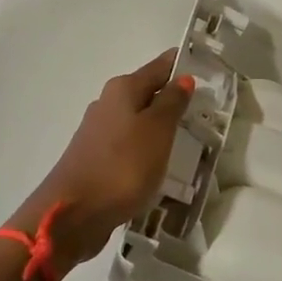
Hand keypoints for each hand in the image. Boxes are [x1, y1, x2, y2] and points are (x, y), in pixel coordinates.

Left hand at [8, 50, 194, 271]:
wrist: (73, 214)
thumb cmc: (122, 166)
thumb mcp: (157, 131)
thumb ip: (172, 102)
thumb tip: (182, 78)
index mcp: (122, 89)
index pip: (159, 67)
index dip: (182, 67)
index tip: (208, 71)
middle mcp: (107, 104)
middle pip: (146, 93)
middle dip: (172, 98)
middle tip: (205, 109)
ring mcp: (98, 132)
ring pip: (137, 120)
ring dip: (159, 125)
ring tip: (188, 138)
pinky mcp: (95, 159)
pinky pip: (129, 144)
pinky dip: (146, 148)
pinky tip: (159, 162)